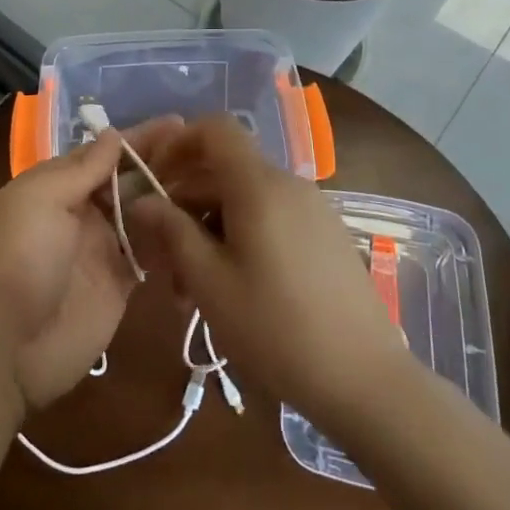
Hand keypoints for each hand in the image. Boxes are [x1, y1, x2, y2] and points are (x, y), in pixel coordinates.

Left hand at [0, 118, 183, 411]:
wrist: (7, 346)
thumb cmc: (20, 259)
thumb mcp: (40, 200)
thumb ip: (81, 169)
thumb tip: (114, 135)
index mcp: (57, 185)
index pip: (104, 153)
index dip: (139, 138)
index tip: (178, 124)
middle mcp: (82, 210)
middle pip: (128, 180)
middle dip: (162, 163)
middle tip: (208, 151)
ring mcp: (103, 247)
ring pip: (144, 212)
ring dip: (172, 196)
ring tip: (215, 180)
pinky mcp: (121, 282)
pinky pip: (152, 252)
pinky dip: (172, 237)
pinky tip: (204, 222)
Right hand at [127, 116, 412, 432]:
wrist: (366, 381)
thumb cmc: (276, 328)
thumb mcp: (210, 282)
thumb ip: (172, 232)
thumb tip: (142, 200)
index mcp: (258, 184)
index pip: (214, 128)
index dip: (178, 143)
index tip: (153, 180)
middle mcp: (288, 184)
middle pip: (224, 170)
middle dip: (185, 203)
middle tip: (161, 257)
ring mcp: (312, 209)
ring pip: (245, 199)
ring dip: (210, 228)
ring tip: (191, 286)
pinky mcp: (326, 236)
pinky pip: (271, 217)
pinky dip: (241, 237)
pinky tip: (232, 288)